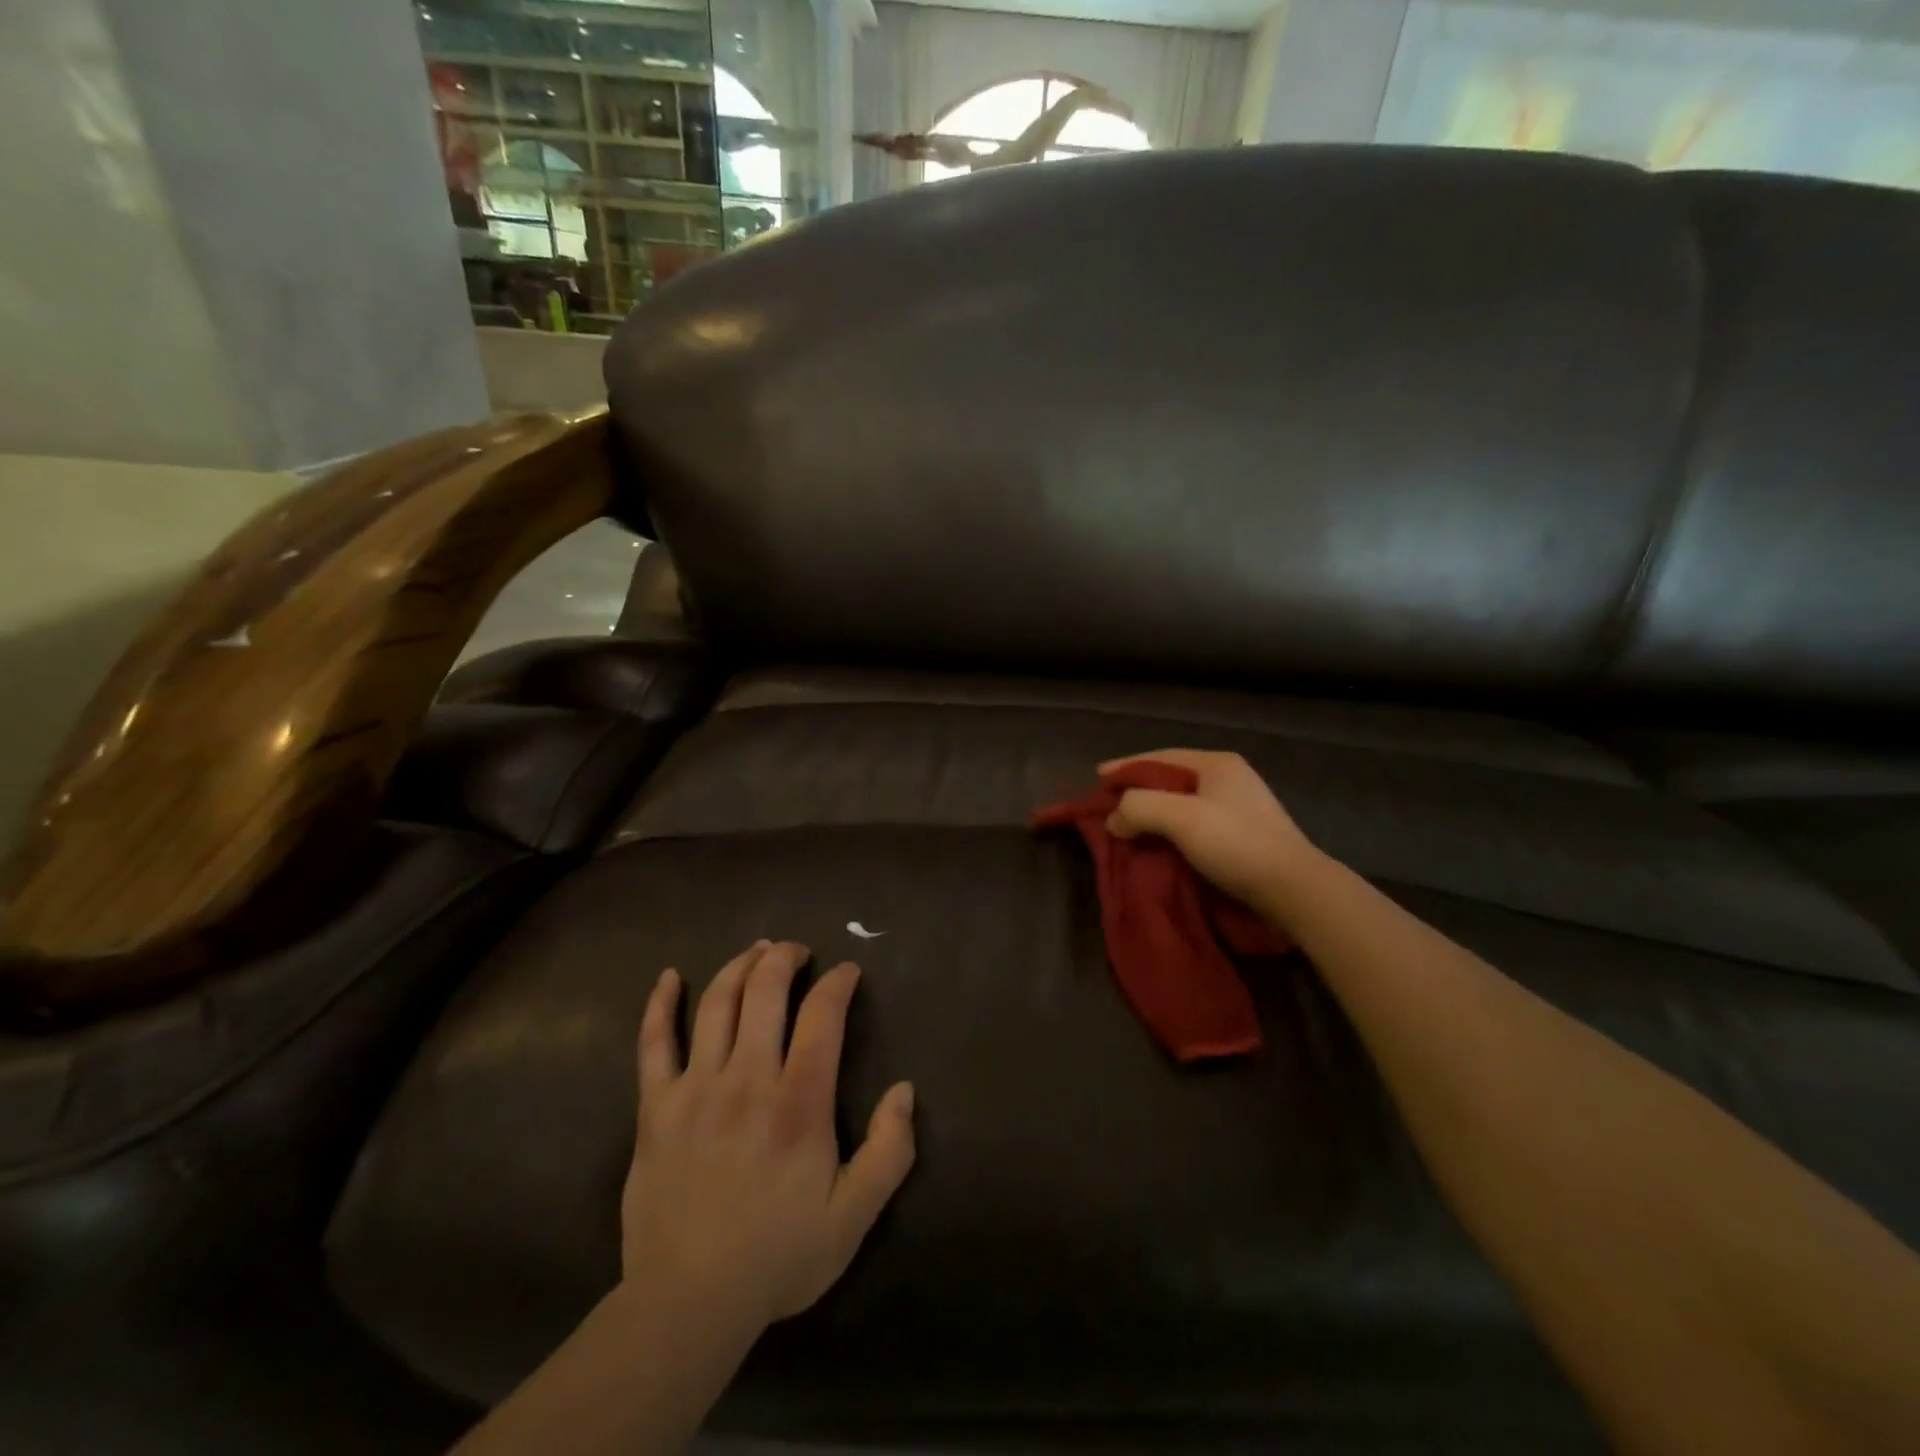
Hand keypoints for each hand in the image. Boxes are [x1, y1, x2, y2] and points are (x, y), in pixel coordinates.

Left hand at [622, 941, 915, 1333]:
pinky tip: (668, 977)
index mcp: (798, 1102)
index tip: (847, 972)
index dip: (838, 983)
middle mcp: (747, 1079)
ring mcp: (695, 1088)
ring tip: (755, 951)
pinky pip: (653, 1043)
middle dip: (785, 958)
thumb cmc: (778, 1257)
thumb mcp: (854, 1215)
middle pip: (764, 991)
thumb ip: (890, 1151)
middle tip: (797, 951)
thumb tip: (905, 1091)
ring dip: (738, 966)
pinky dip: (659, 1005)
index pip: (822, 1016)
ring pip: (716, 1003)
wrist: (688, 1304)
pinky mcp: (655, 1107)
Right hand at [1102, 749, 1324, 921]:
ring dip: (1153, 816)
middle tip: (1110, 805)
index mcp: (1217, 764)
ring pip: (1183, 805)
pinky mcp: (1244, 837)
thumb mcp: (1180, 817)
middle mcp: (1229, 780)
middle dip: (1138, 792)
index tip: (1098, 778)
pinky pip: (1195, 826)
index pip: (1160, 757)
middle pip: (1170, 780)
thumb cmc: (1236, 843)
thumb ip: (1138, 808)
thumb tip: (1114, 820)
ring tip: (1128, 828)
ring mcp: (1240, 809)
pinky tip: (1158, 846)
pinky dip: (1171, 833)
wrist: (1295, 891)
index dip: (1126, 767)